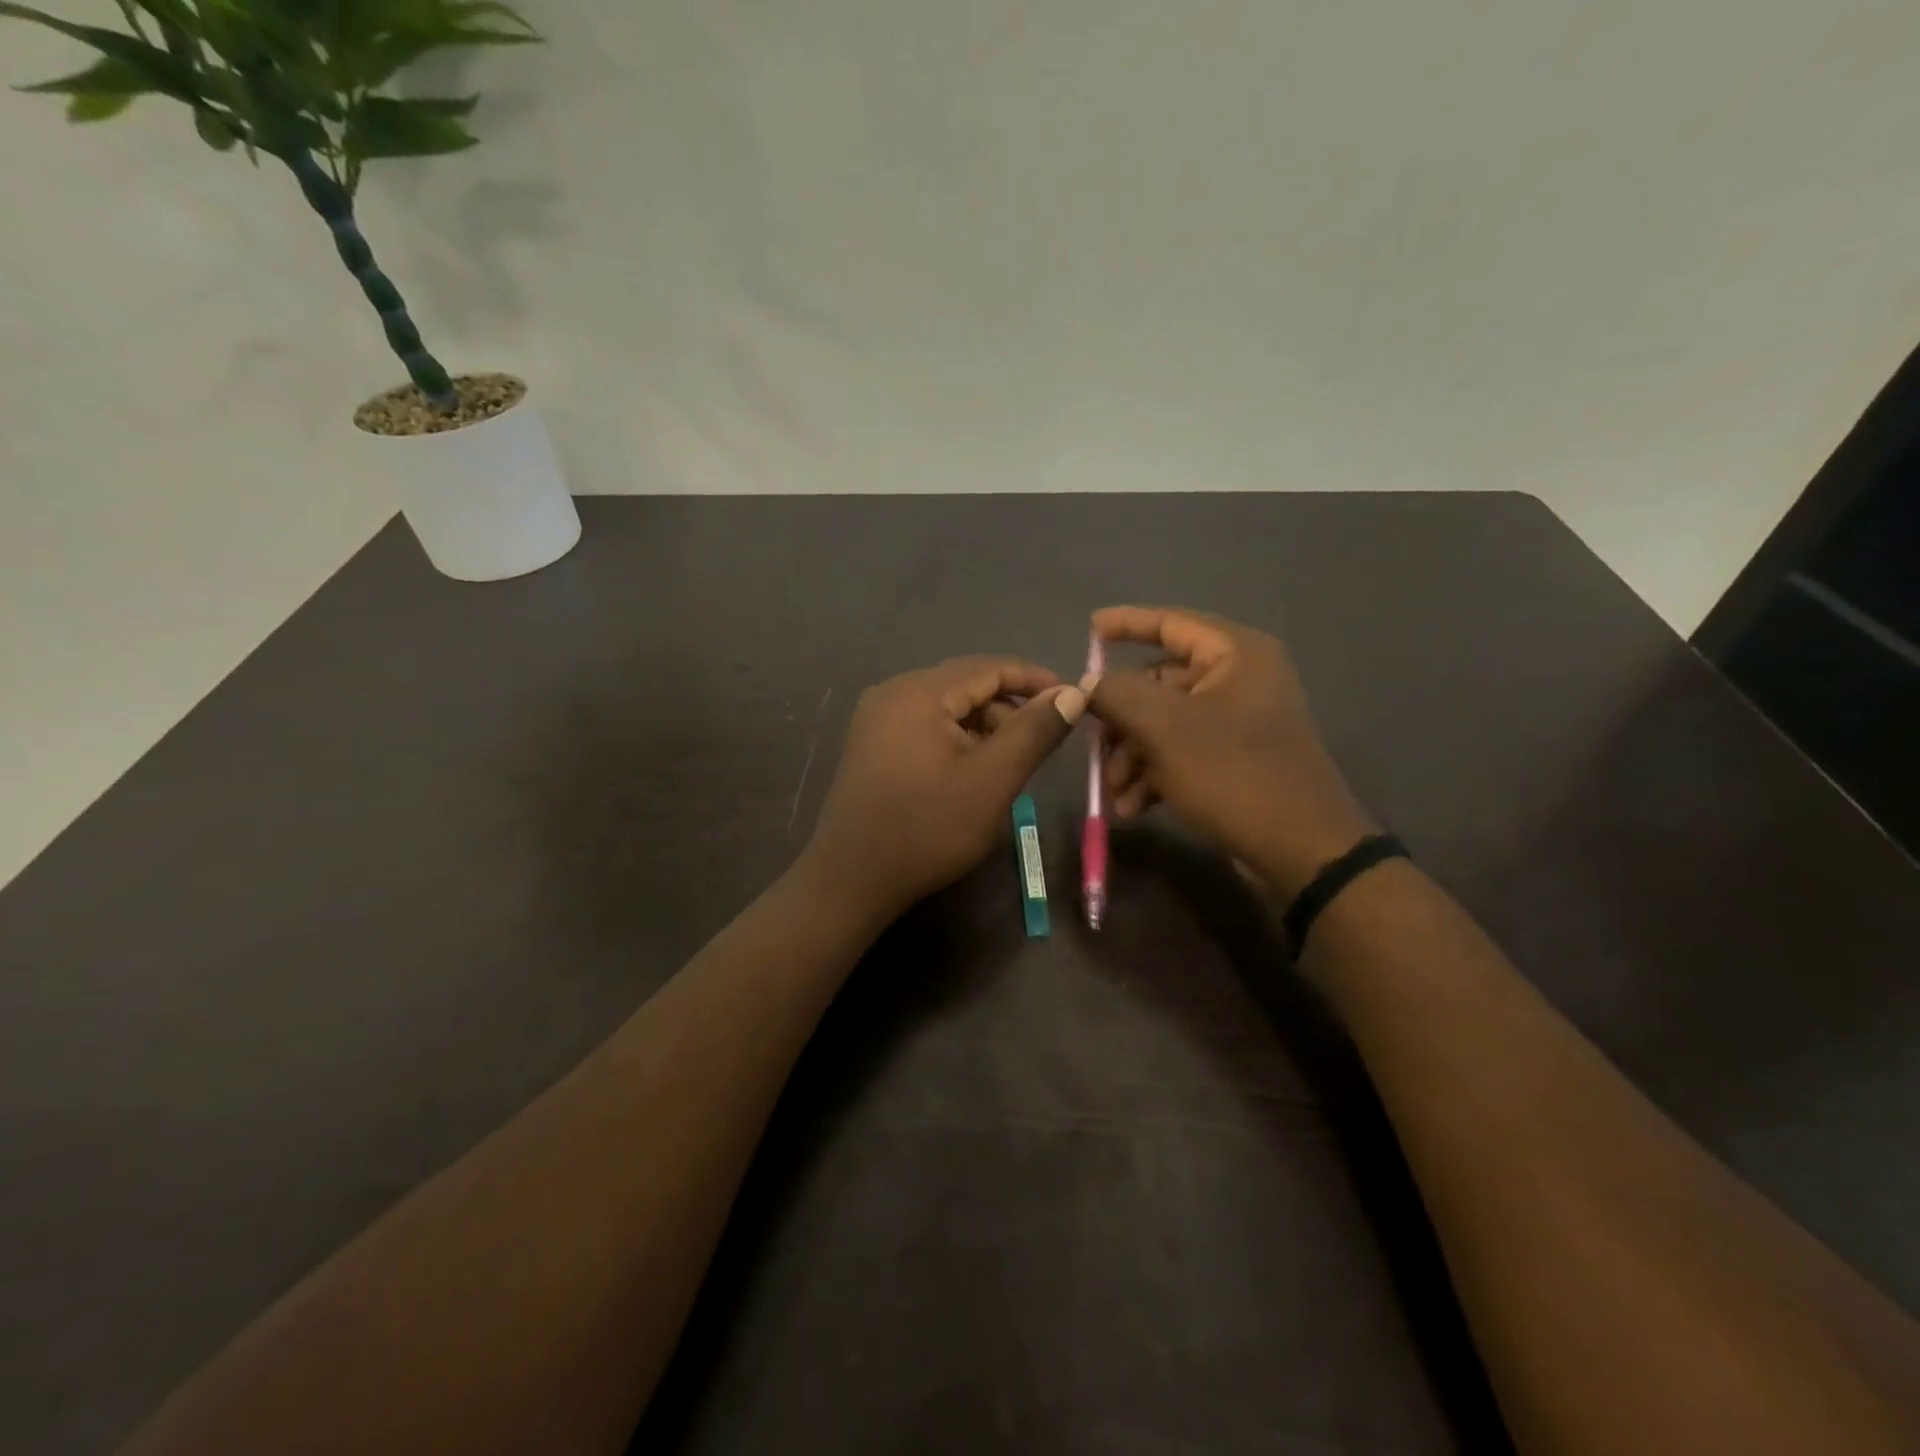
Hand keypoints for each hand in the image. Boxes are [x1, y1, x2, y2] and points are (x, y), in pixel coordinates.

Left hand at [803, 657, 1086, 923]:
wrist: (852, 879)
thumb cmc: (928, 828)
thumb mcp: (992, 780)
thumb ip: (1034, 731)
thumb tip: (1073, 693)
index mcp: (919, 691)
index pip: (989, 667)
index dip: (1035, 679)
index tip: (1073, 699)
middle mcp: (893, 692)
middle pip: (965, 684)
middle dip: (1009, 708)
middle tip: (1042, 742)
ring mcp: (876, 719)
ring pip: (946, 707)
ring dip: (983, 726)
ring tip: (1009, 763)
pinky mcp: (871, 745)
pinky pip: (925, 726)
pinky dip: (956, 739)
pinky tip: (972, 771)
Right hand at [1089, 606, 1374, 898]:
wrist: (1301, 851)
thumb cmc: (1234, 774)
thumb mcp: (1165, 728)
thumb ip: (1117, 693)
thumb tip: (1086, 685)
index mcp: (1236, 655)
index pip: (1172, 622)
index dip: (1126, 623)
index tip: (1088, 630)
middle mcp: (1240, 680)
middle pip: (1159, 683)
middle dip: (1120, 722)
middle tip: (1093, 747)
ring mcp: (1238, 723)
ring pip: (1164, 725)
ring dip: (1131, 758)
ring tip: (1115, 795)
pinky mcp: (1235, 761)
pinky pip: (1181, 754)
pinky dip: (1153, 776)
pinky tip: (1133, 809)